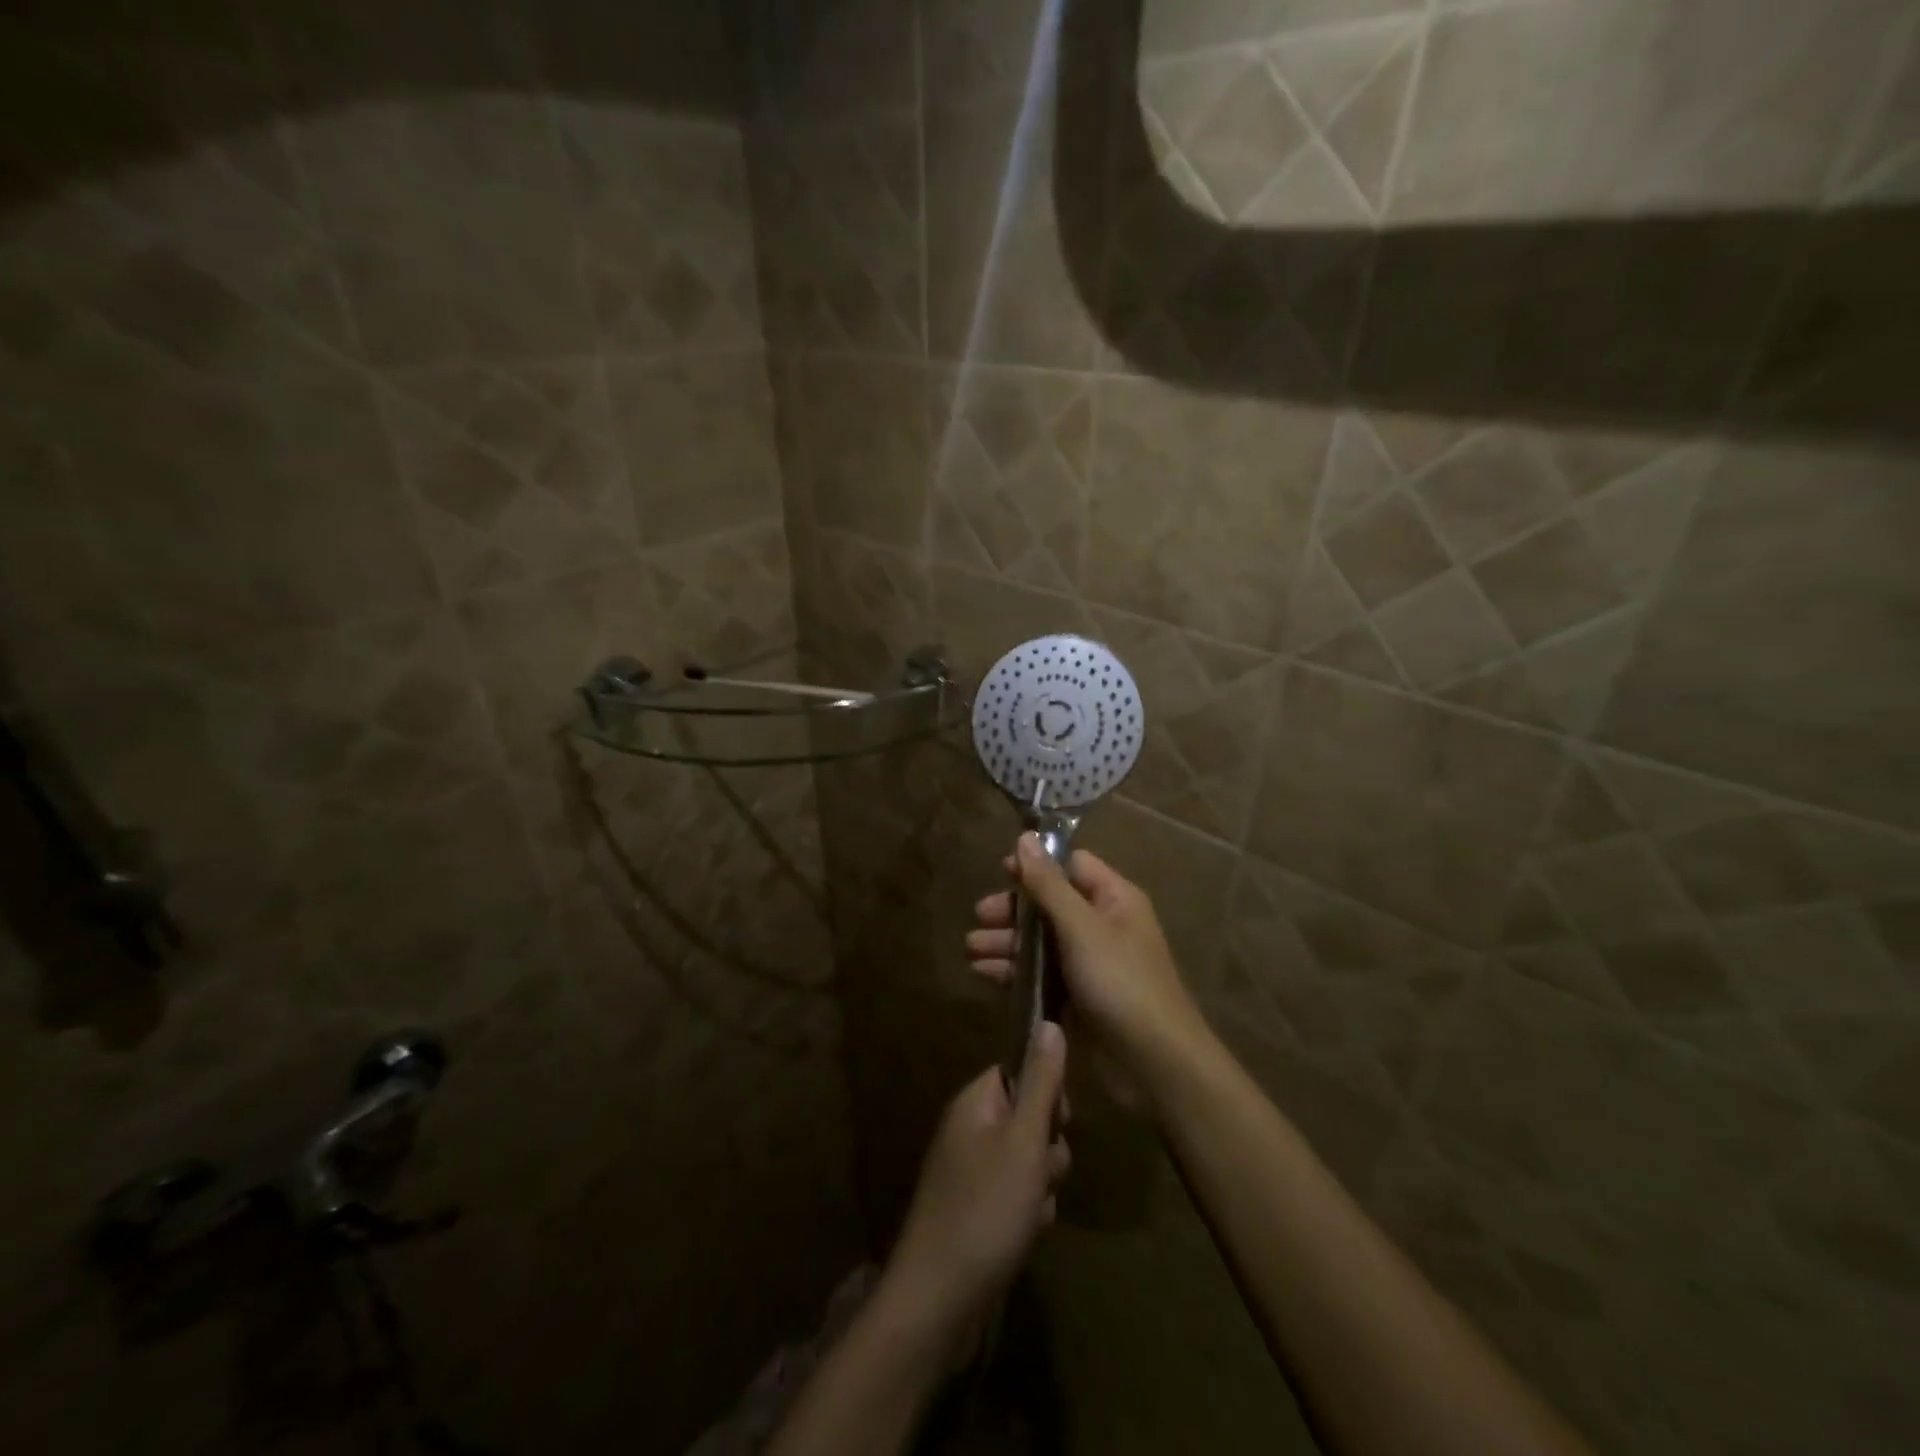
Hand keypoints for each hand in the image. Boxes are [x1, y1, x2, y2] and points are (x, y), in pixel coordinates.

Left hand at [881, 1023, 1071, 1365]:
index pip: (1017, 1070)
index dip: (1045, 1091)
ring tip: (1033, 1209)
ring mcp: (969, 1171)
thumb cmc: (986, 1209)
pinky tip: (1027, 1231)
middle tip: (1043, 1171)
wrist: (939, 1299)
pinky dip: (1027, 1209)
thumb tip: (1048, 1021)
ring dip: (1040, 1182)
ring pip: (1026, 1158)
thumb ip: (1041, 1083)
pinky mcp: (975, 1208)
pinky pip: (1014, 1193)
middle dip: (1047, 1146)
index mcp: (974, 1102)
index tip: (1059, 1119)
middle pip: (1026, 1116)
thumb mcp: (1024, 1141)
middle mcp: (968, 1129)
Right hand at [966, 836, 1207, 1087]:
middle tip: (979, 916)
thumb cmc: (1122, 983)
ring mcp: (1088, 963)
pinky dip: (1013, 970)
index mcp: (1114, 899)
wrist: (1154, 1064)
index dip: (1037, 865)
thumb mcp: (1082, 928)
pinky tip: (982, 973)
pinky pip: (1039, 973)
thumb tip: (1025, 838)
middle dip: (1013, 910)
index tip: (1000, 871)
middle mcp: (1101, 925)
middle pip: (1049, 904)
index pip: (1071, 866)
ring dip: (1006, 941)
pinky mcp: (1076, 996)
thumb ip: (1049, 885)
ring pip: (1040, 941)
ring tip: (971, 948)